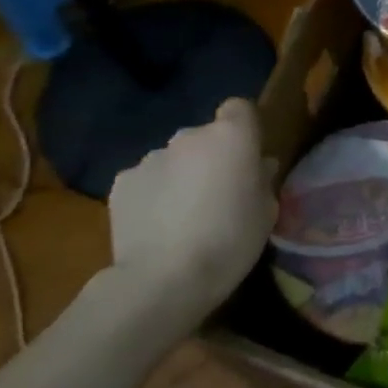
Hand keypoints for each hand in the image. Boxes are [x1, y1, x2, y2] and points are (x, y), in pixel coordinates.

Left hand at [102, 98, 275, 338]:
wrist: (164, 279)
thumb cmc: (231, 241)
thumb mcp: (266, 212)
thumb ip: (262, 180)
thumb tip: (257, 166)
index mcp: (231, 137)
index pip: (239, 108)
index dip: (243, 128)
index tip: (247, 156)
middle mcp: (188, 137)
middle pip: (204, 136)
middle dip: (210, 157)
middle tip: (217, 193)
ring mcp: (150, 158)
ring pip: (173, 159)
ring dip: (180, 176)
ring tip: (182, 215)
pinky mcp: (121, 183)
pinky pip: (146, 180)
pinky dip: (152, 195)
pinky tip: (156, 226)